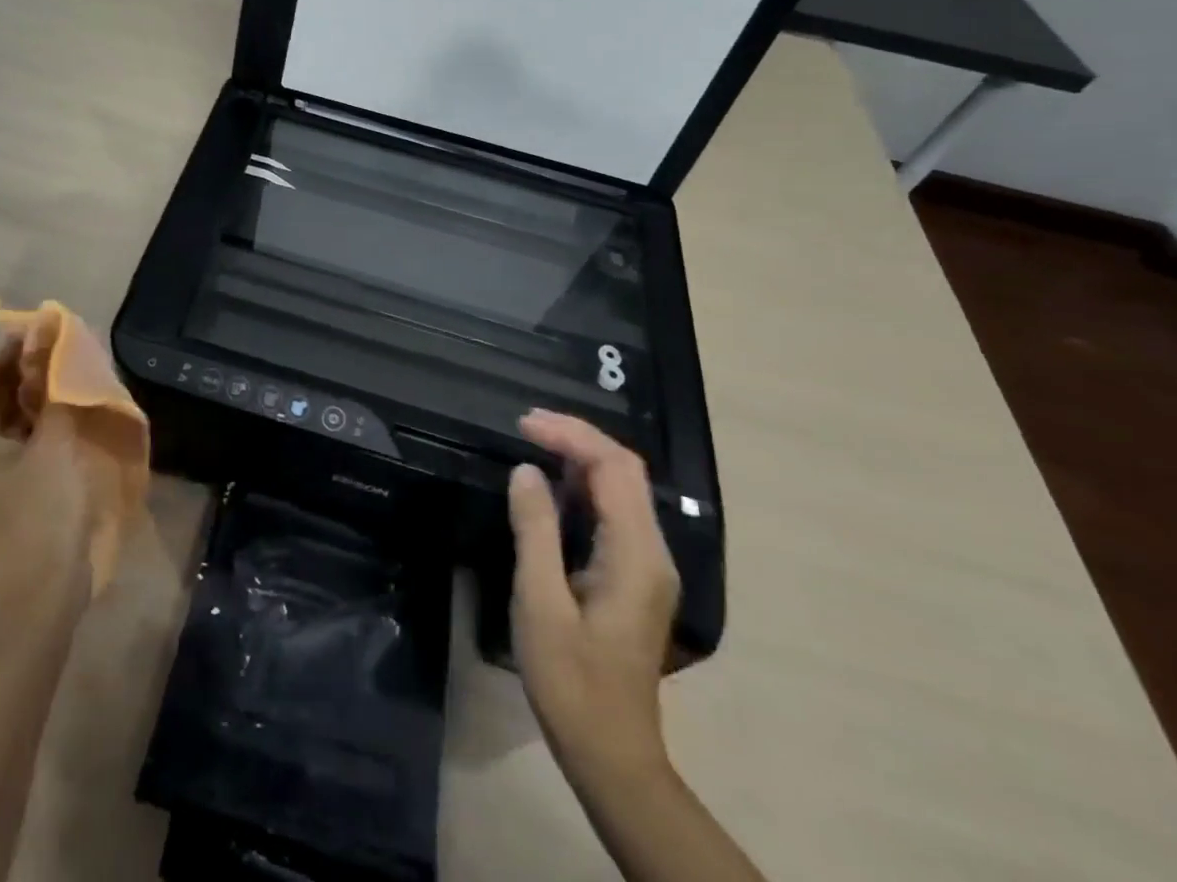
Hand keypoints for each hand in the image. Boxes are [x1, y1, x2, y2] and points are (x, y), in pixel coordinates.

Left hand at [0, 335, 94, 631]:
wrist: (39, 599)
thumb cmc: (39, 517)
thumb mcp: (53, 446)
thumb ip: (56, 390)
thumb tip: (58, 342)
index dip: (11, 345)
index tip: (50, 329)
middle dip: (28, 365)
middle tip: (69, 347)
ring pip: (10, 412)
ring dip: (40, 389)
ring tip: (76, 369)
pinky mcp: (10, 485)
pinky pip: (22, 435)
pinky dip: (44, 415)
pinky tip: (74, 404)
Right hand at [508, 409, 679, 789]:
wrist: (612, 753)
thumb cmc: (571, 682)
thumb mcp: (540, 603)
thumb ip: (535, 531)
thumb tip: (526, 470)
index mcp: (635, 555)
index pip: (615, 468)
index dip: (572, 436)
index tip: (524, 424)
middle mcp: (652, 551)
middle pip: (625, 470)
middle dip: (577, 438)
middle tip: (525, 425)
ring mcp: (648, 565)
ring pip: (622, 488)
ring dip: (581, 458)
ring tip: (534, 442)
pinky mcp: (636, 576)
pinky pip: (615, 511)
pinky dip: (584, 485)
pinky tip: (552, 486)